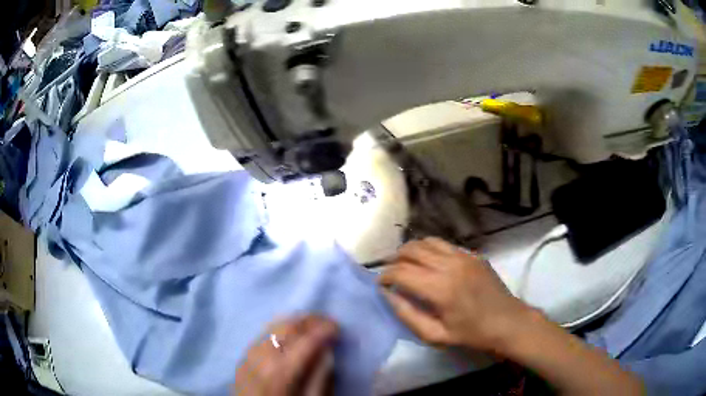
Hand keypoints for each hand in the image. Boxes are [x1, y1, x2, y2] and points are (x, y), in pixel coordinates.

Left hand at [233, 316, 337, 395]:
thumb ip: (322, 377)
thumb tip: (327, 351)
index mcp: (282, 372)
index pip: (307, 340)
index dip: (325, 329)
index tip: (338, 328)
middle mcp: (262, 358)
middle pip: (287, 327)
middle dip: (310, 320)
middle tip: (326, 324)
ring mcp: (248, 356)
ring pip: (272, 327)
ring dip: (294, 324)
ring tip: (310, 328)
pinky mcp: (242, 359)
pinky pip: (261, 336)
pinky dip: (277, 331)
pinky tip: (287, 338)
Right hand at [380, 237, 529, 353]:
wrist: (508, 322)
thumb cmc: (471, 333)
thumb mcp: (435, 335)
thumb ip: (408, 315)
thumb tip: (388, 295)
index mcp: (440, 288)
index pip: (401, 272)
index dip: (385, 276)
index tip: (381, 284)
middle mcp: (450, 265)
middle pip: (411, 250)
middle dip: (394, 259)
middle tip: (390, 273)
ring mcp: (463, 256)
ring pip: (426, 241)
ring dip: (410, 250)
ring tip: (405, 263)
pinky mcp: (472, 254)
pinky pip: (443, 244)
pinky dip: (429, 249)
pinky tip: (428, 262)